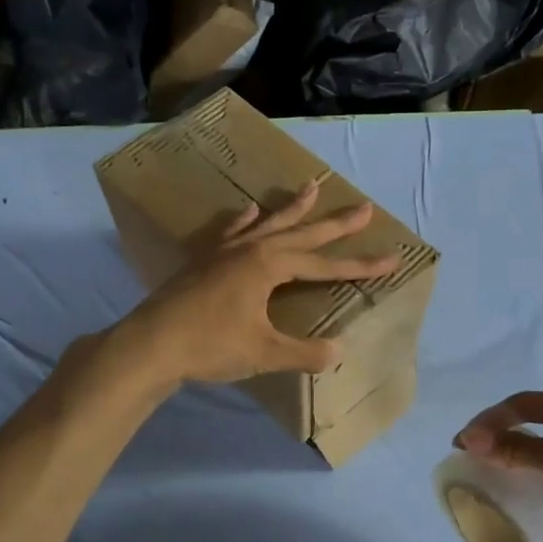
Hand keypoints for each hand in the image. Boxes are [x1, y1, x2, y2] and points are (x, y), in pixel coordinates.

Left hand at [122, 180, 399, 387]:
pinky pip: (230, 232)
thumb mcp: (264, 353)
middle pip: (302, 233)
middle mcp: (251, 249)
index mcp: (270, 266)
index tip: (392, 260)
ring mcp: (224, 251)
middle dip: (335, 223)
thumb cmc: (210, 345)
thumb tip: (338, 351)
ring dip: (292, 208)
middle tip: (363, 207)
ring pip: (268, 223)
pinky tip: (249, 210)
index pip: (325, 264)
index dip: (360, 265)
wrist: (150, 344)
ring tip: (311, 188)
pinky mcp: (204, 261)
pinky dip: (244, 220)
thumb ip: (304, 352)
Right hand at [456, 391, 542, 541]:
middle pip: (536, 420)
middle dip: (501, 433)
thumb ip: (516, 448)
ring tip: (492, 469)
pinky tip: (527, 485)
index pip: (526, 403)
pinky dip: (539, 470)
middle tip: (471, 454)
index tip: (462, 443)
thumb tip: (471, 440)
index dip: (490, 420)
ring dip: (519, 453)